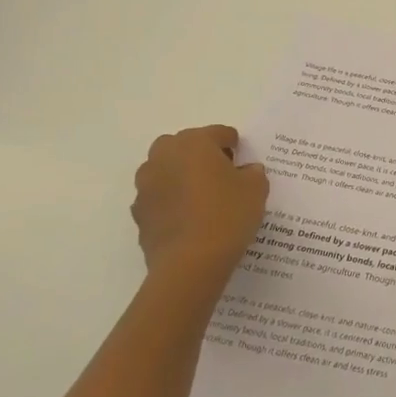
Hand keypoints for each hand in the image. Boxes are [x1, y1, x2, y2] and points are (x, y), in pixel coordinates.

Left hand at [131, 125, 268, 287]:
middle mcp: (164, 156)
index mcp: (194, 142)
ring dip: (181, 176)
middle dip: (201, 155)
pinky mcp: (139, 213)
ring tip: (203, 198)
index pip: (218, 133)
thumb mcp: (256, 189)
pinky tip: (189, 219)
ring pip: (166, 170)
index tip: (243, 159)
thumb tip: (246, 170)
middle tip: (221, 174)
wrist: (190, 263)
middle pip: (184, 146)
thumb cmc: (227, 215)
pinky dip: (171, 201)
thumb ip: (253, 172)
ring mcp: (146, 185)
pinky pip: (159, 197)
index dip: (234, 144)